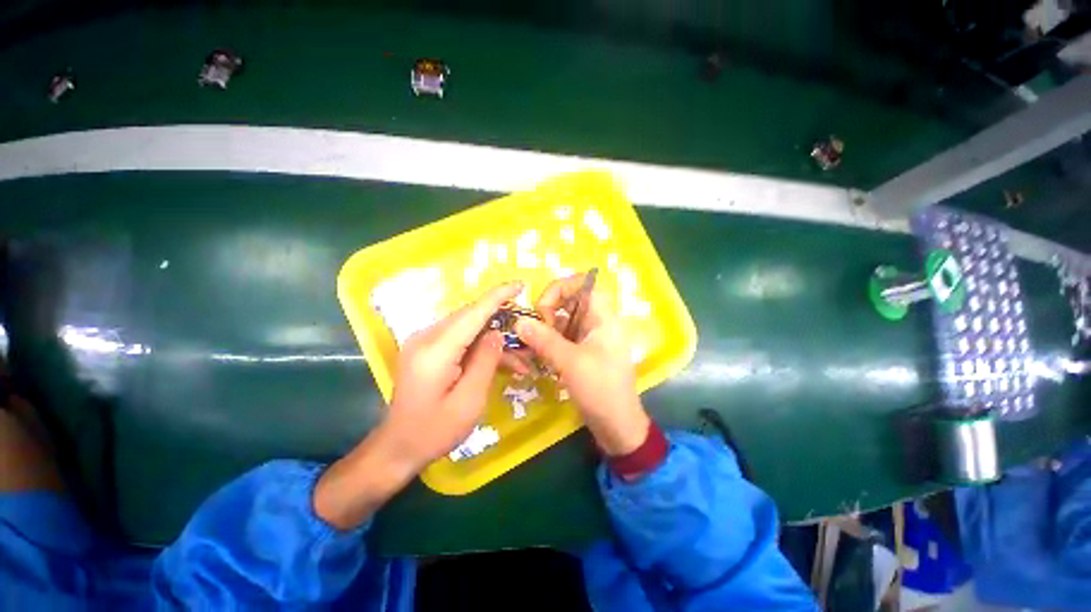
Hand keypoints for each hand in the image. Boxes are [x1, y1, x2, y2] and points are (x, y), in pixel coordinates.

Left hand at [384, 281, 520, 466]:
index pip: (472, 313)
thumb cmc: (434, 431)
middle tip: (527, 337)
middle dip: (501, 322)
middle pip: (470, 317)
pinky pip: (460, 338)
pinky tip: (499, 363)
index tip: (519, 285)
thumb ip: (485, 362)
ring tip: (519, 361)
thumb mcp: (469, 401)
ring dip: (493, 339)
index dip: (497, 296)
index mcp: (435, 350)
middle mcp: (426, 338)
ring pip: (468, 328)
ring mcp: (424, 342)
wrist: (398, 448)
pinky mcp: (427, 349)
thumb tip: (498, 333)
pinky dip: (480, 347)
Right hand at [515, 274, 650, 455]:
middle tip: (536, 332)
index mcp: (604, 316)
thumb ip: (544, 339)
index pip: (583, 283)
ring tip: (534, 347)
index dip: (560, 288)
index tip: (543, 310)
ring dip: (546, 330)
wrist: (618, 425)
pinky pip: (564, 337)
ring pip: (564, 320)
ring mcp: (591, 336)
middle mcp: (598, 321)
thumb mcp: (570, 362)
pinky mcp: (584, 350)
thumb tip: (518, 322)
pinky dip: (550, 342)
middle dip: (549, 312)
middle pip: (570, 301)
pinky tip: (540, 356)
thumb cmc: (601, 389)